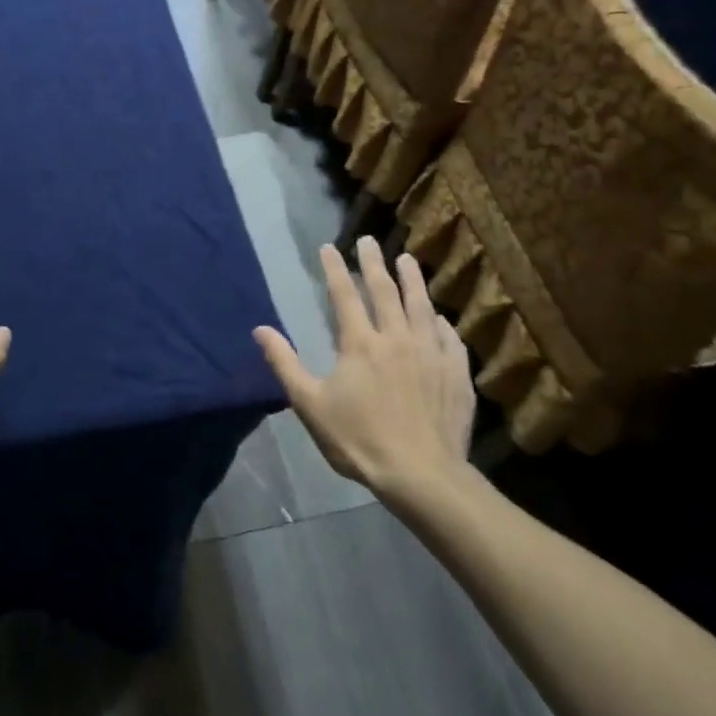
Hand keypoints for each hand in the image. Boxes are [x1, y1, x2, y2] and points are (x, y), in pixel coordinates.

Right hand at [253, 236, 476, 505]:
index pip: (344, 294)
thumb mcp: (310, 404)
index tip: (328, 247)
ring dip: (412, 280)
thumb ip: (285, 363)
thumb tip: (260, 329)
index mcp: (360, 343)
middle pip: (385, 290)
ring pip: (421, 306)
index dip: (335, 268)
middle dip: (374, 262)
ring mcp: (431, 353)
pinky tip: (438, 318)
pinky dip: (440, 322)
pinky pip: (448, 338)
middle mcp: (397, 338)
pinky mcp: (455, 373)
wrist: (421, 474)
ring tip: (407, 259)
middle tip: (369, 241)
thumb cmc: (359, 440)